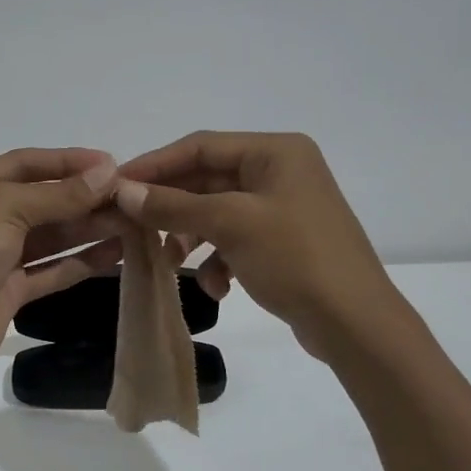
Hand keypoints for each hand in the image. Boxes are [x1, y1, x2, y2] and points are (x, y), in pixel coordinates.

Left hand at [0, 148, 125, 372]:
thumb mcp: (6, 208)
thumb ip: (59, 194)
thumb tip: (108, 172)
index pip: (23, 163)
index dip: (66, 161)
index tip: (110, 163)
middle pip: (39, 200)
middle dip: (83, 197)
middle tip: (129, 196)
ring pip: (48, 236)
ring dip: (87, 227)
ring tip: (132, 222)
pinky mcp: (8, 290)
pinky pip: (49, 269)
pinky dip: (80, 261)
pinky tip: (115, 252)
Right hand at [115, 131, 397, 358]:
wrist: (355, 324)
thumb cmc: (295, 259)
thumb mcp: (229, 225)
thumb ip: (173, 205)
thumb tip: (122, 191)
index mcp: (275, 152)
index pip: (201, 146)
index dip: (155, 164)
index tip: (115, 185)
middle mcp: (280, 172)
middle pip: (206, 180)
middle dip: (171, 207)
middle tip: (130, 225)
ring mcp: (282, 208)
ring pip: (216, 213)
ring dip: (190, 237)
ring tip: (169, 262)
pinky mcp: (282, 242)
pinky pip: (234, 239)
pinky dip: (218, 260)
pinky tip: (216, 287)